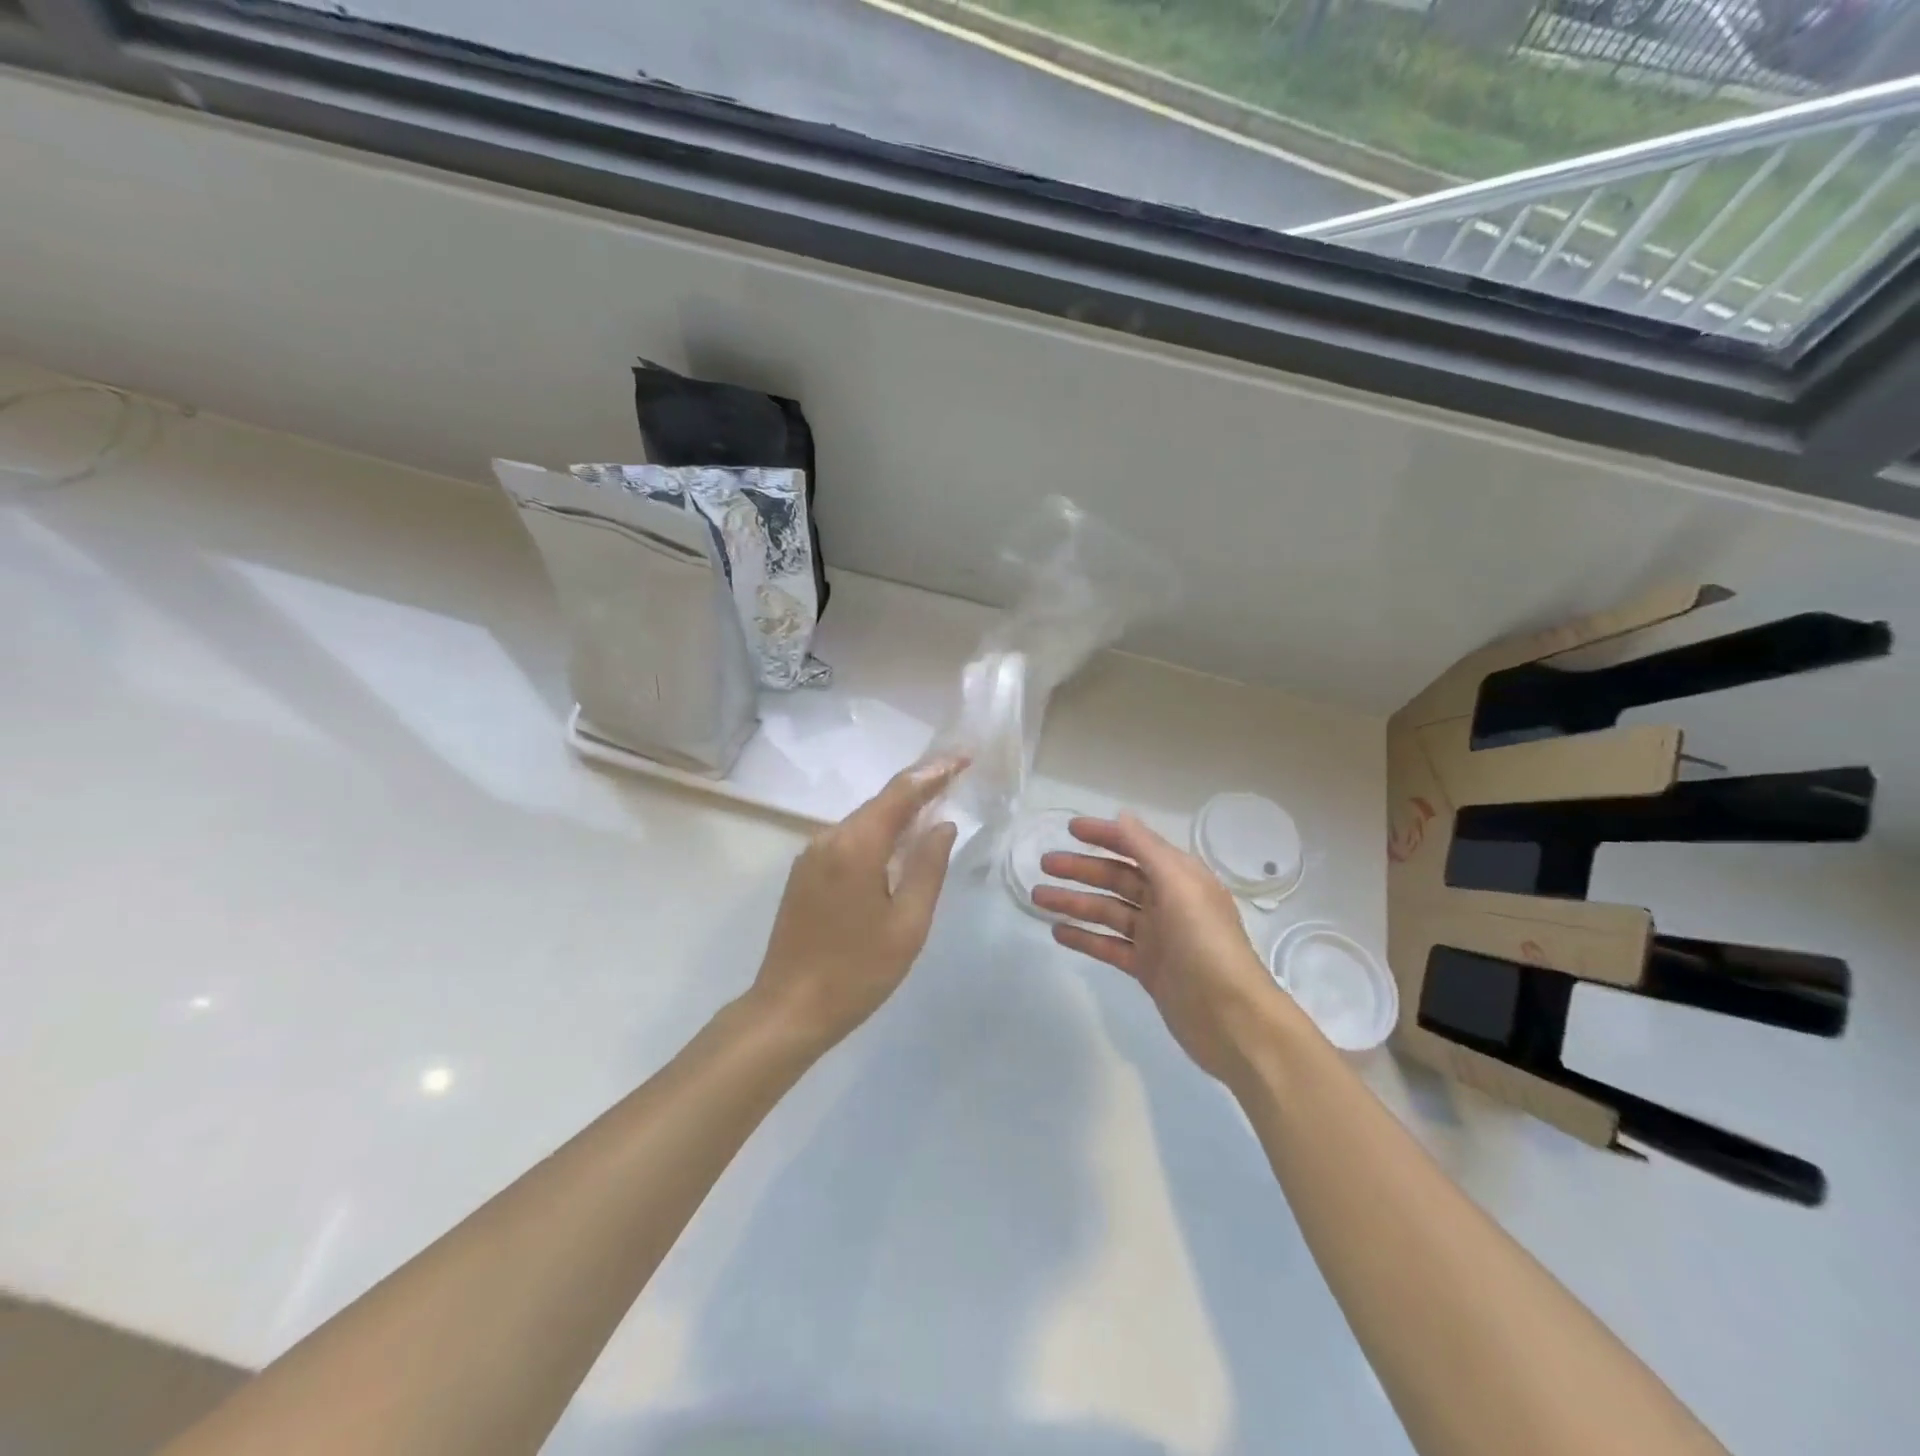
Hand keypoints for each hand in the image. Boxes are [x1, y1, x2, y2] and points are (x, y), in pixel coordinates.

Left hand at [749, 759, 966, 1049]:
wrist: (789, 1009)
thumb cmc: (857, 971)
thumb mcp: (907, 924)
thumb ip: (928, 868)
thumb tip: (942, 826)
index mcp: (856, 845)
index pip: (901, 793)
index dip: (934, 772)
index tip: (963, 758)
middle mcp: (829, 838)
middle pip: (880, 803)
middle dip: (919, 788)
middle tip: (955, 778)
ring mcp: (811, 855)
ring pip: (863, 821)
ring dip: (898, 813)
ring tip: (934, 808)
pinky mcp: (805, 873)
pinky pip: (848, 840)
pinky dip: (878, 834)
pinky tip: (897, 846)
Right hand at [1034, 814, 1290, 1083]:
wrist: (1231, 1018)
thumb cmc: (1206, 944)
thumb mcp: (1180, 887)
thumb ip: (1148, 850)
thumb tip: (1122, 817)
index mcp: (1180, 877)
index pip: (1136, 847)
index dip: (1105, 835)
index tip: (1071, 828)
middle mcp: (1168, 902)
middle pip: (1117, 878)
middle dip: (1081, 869)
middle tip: (1044, 864)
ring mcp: (1156, 937)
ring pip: (1107, 911)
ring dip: (1074, 902)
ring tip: (1038, 897)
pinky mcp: (1147, 968)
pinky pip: (1108, 945)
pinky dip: (1084, 937)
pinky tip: (1057, 932)